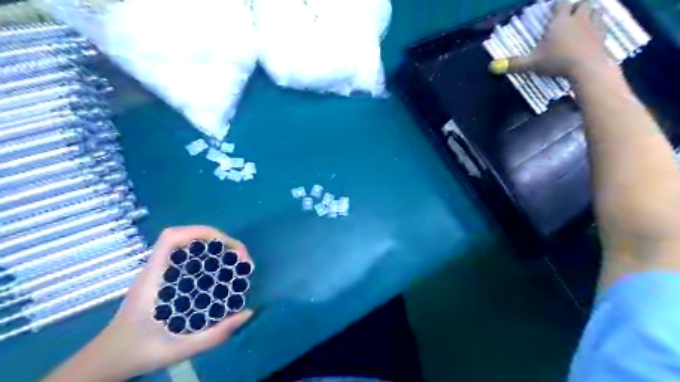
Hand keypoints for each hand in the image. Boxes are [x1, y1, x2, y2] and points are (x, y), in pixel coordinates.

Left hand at [43, 227, 253, 381]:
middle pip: (187, 237)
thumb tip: (248, 313)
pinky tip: (221, 273)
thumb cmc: (137, 353)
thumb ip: (213, 336)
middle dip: (219, 241)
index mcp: (153, 278)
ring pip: (189, 246)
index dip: (202, 233)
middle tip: (241, 259)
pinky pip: (189, 258)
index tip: (229, 248)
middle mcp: (157, 269)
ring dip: (216, 247)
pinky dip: (209, 258)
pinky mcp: (165, 279)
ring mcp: (160, 272)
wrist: (106, 361)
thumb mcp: (177, 350)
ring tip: (236, 263)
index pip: (172, 238)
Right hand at [490, 0, 611, 78]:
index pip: (560, 4)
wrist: (587, 67)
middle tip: (569, 14)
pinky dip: (599, 26)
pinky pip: (603, 25)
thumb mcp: (531, 64)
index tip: (552, 9)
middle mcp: (578, 18)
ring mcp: (594, 25)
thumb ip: (513, 64)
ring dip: (589, 13)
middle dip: (576, 6)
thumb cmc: (557, 62)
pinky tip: (594, 32)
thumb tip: (491, 67)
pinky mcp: (604, 35)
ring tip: (583, 20)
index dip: (556, 5)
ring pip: (596, 10)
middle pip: (582, 3)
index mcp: (560, 21)